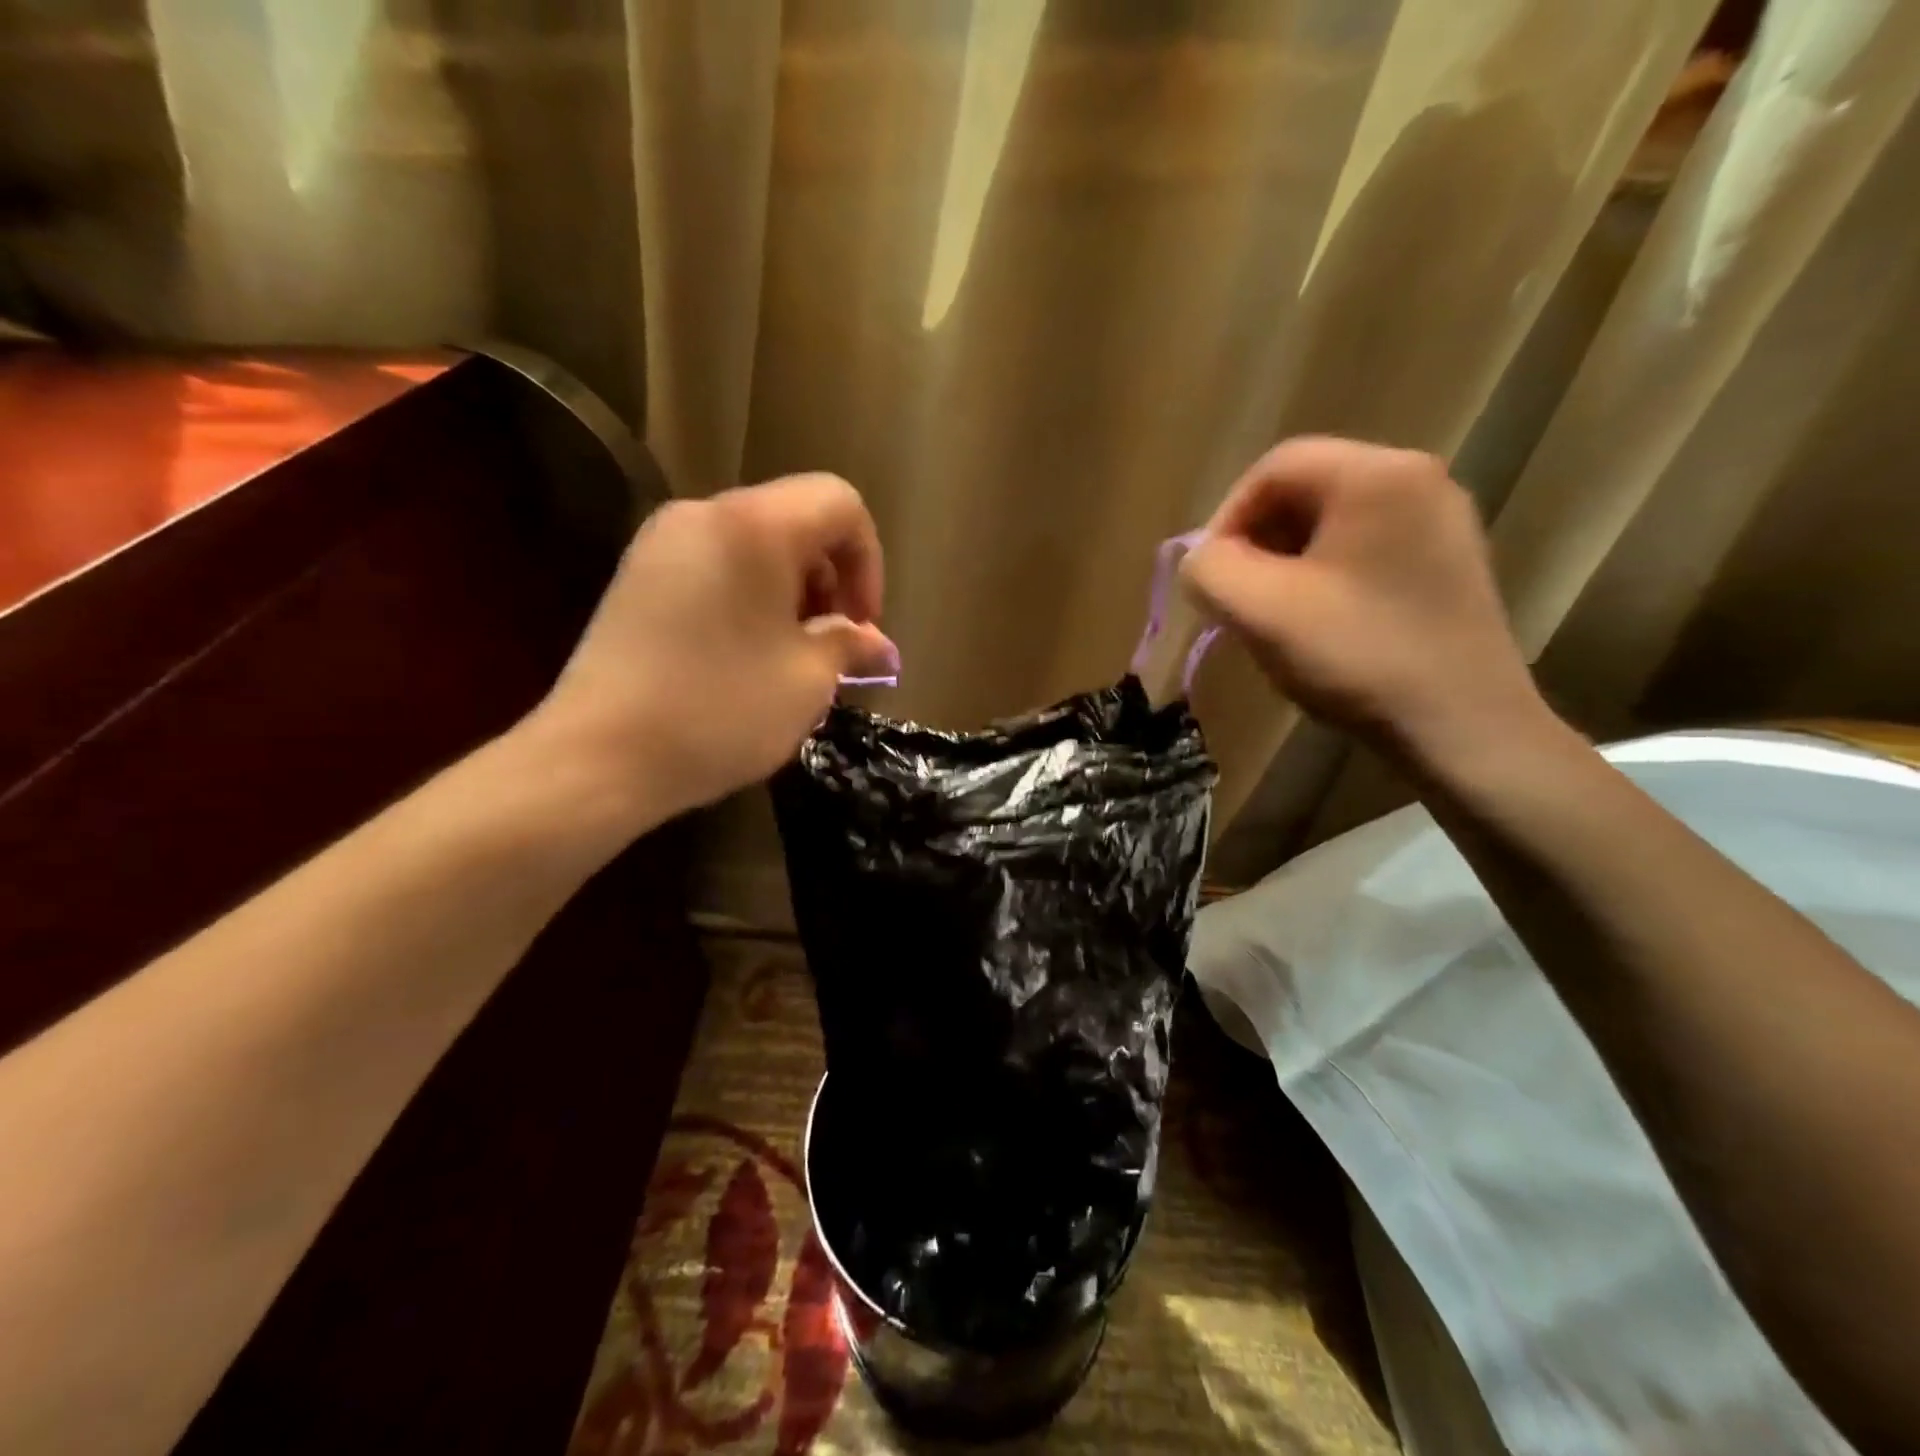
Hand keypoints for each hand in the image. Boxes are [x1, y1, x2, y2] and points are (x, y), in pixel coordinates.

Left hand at [531, 474, 897, 823]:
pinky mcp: (637, 577)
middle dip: (829, 579)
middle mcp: (704, 514)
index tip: (861, 625)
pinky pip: (715, 565)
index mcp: (755, 525)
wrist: (598, 757)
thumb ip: (849, 645)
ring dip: (790, 591)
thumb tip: (876, 643)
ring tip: (791, 656)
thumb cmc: (721, 711)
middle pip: (795, 519)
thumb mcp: (807, 681)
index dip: (868, 561)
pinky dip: (749, 597)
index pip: (840, 503)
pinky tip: (745, 655)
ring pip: (754, 544)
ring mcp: (662, 543)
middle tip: (831, 645)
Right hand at [1180, 437, 1549, 769]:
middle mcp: (1418, 479)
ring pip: (1333, 524)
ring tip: (1270, 616)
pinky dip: (1324, 577)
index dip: (1226, 518)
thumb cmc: (1358, 656)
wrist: (1464, 727)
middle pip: (1306, 491)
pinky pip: (1364, 550)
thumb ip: (1208, 570)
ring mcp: (1441, 522)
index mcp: (1376, 474)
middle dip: (1256, 543)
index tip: (1209, 577)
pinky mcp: (1448, 563)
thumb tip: (1201, 560)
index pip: (1274, 468)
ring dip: (1285, 563)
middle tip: (1236, 599)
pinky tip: (1318, 625)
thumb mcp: (1259, 611)